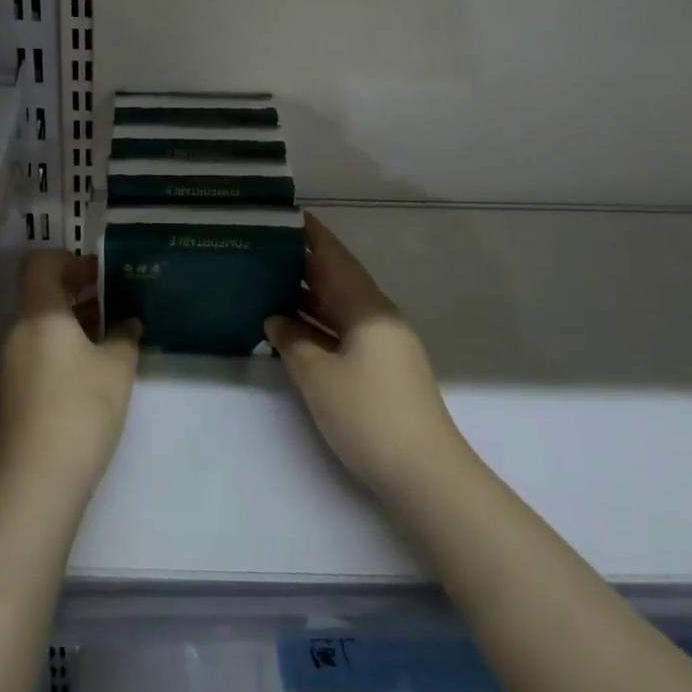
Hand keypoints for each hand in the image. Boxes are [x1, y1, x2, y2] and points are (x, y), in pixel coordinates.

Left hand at [0, 251, 141, 500]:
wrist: (38, 482)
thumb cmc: (81, 410)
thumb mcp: (117, 368)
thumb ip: (125, 336)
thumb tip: (128, 322)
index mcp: (40, 314)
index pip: (40, 264)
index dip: (70, 260)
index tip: (101, 273)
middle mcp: (20, 331)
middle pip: (41, 293)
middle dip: (78, 290)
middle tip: (115, 299)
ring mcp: (14, 363)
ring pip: (42, 324)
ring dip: (74, 320)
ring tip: (112, 334)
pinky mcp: (16, 391)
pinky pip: (40, 350)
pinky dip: (65, 346)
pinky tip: (94, 367)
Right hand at [266, 214, 465, 496]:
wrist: (424, 475)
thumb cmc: (369, 415)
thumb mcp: (319, 377)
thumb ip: (293, 342)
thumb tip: (276, 320)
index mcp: (369, 309)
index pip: (336, 260)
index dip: (313, 237)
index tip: (289, 216)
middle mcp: (379, 319)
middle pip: (339, 281)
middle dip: (305, 265)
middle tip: (267, 249)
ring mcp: (383, 346)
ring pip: (341, 309)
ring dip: (309, 298)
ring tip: (270, 283)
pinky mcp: (382, 370)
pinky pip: (345, 333)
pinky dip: (319, 326)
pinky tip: (293, 329)